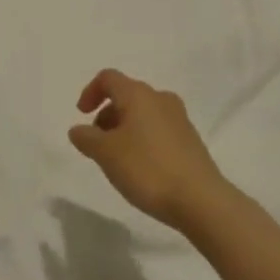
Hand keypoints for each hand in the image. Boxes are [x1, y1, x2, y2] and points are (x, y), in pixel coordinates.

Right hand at [69, 69, 228, 229]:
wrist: (201, 201)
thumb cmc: (147, 169)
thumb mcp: (106, 154)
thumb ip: (86, 138)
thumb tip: (78, 130)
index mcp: (139, 95)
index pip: (108, 78)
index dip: (90, 92)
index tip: (82, 116)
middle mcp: (161, 99)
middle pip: (126, 95)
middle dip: (106, 115)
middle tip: (98, 143)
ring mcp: (180, 119)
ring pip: (143, 114)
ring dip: (124, 129)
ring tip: (117, 159)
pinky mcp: (190, 140)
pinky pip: (158, 130)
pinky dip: (142, 139)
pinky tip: (141, 167)